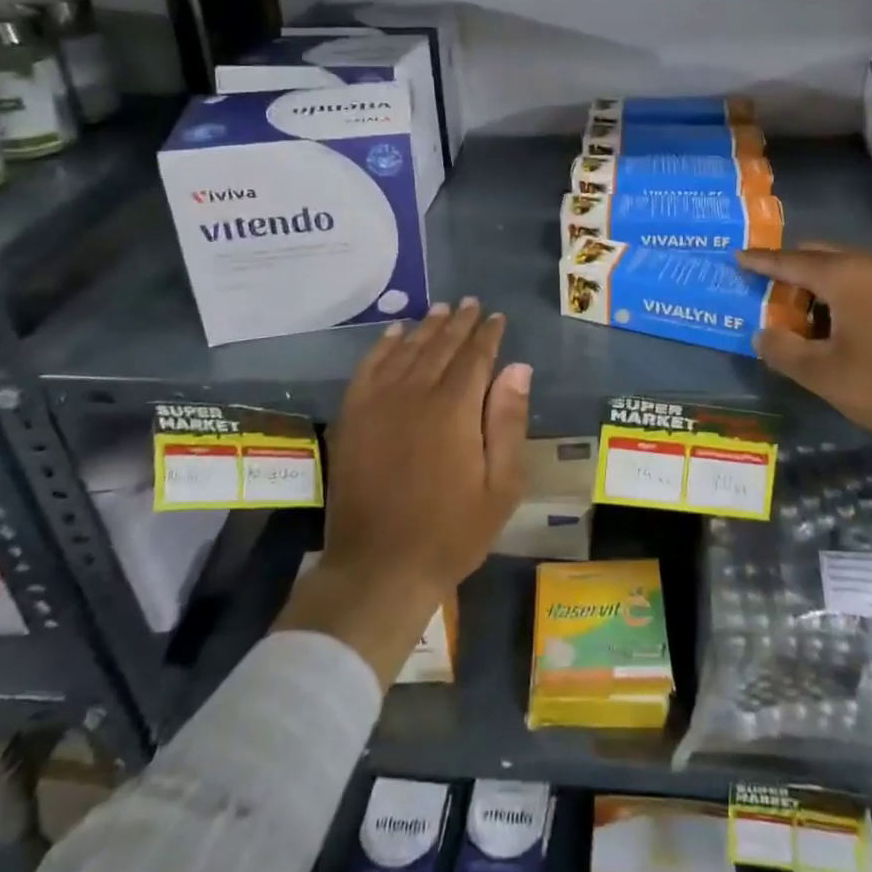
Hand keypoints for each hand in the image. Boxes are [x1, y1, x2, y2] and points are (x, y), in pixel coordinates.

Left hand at [275, 299, 530, 683]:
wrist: (379, 568)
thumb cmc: (451, 532)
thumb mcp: (500, 486)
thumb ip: (508, 421)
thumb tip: (518, 368)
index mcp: (454, 409)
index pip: (475, 356)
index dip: (488, 334)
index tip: (497, 317)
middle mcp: (415, 394)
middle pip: (440, 346)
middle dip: (459, 323)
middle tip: (471, 303)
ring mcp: (378, 404)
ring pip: (406, 350)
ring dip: (426, 327)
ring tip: (441, 309)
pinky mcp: (353, 417)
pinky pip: (368, 368)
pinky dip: (383, 346)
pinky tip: (394, 333)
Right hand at [737, 244, 871, 530]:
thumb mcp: (826, 376)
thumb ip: (784, 351)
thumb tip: (762, 334)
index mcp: (846, 275)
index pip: (790, 260)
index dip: (761, 261)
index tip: (737, 257)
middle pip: (820, 255)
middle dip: (791, 270)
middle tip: (768, 293)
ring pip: (847, 266)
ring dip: (820, 283)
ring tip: (803, 316)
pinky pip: (869, 280)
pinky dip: (846, 292)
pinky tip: (843, 325)